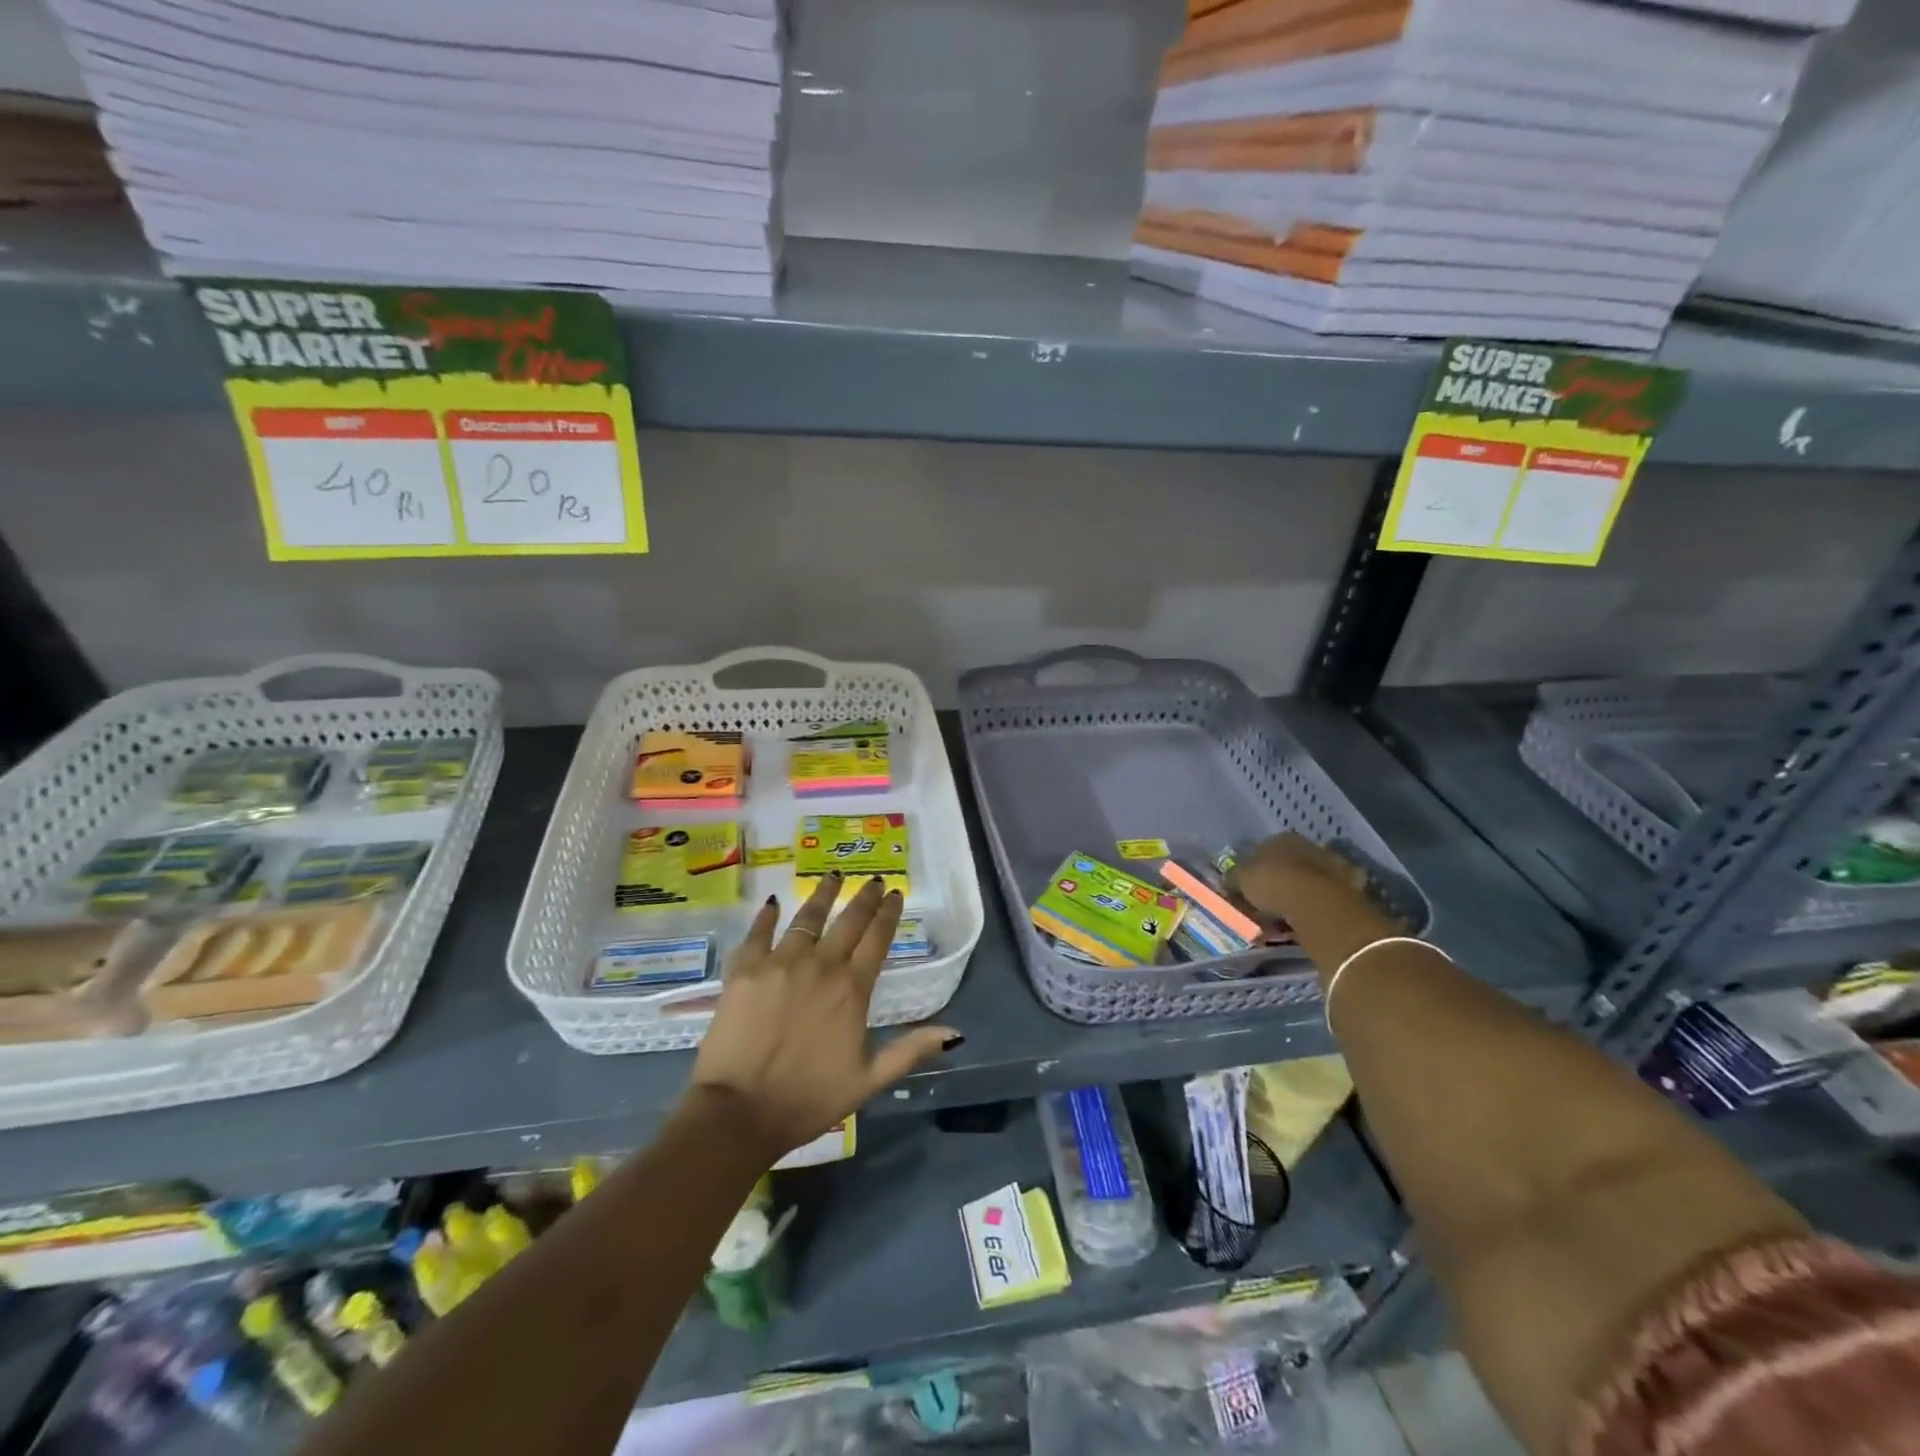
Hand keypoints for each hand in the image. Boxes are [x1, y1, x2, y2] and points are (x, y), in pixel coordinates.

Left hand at [687, 873, 959, 1159]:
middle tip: (872, 880)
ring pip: (807, 917)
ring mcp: (780, 962)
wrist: (740, 1112)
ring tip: (832, 877)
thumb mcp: (869, 1080)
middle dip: (863, 897)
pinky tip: (773, 903)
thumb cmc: (809, 1099)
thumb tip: (955, 1033)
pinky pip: (758, 933)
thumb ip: (910, 1050)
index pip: (877, 939)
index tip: (895, 893)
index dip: (888, 914)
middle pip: (847, 921)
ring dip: (822, 894)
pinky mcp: (745, 969)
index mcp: (852, 989)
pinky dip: (766, 916)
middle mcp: (821, 965)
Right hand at [1230, 833, 1402, 968]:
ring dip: (1301, 891)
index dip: (1254, 869)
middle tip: (1268, 902)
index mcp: (1280, 838)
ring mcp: (1333, 864)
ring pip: (1310, 878)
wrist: (1319, 904)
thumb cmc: (1274, 885)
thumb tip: (1229, 880)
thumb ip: (1234, 878)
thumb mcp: (1241, 880)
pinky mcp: (1352, 886)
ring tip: (1290, 914)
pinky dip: (1321, 904)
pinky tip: (1312, 917)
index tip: (1248, 888)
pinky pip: (1328, 896)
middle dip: (1280, 879)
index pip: (1262, 849)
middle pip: (1289, 862)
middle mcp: (1308, 845)